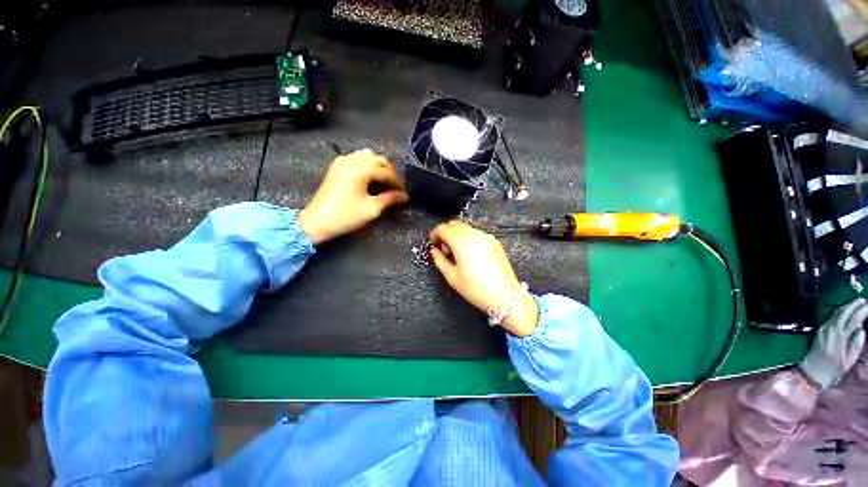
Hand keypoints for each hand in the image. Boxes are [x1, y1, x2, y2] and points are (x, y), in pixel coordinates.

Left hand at [298, 149, 408, 243]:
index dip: (397, 182)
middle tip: (395, 187)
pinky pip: (356, 158)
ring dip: (378, 166)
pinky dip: (366, 165)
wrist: (317, 221)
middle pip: (378, 159)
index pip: (386, 171)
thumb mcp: (372, 208)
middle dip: (389, 171)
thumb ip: (390, 199)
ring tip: (383, 181)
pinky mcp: (336, 166)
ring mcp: (342, 162)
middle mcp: (351, 160)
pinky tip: (369, 178)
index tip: (404, 193)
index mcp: (360, 170)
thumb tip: (404, 196)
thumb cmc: (346, 216)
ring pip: (367, 156)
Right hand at [429, 221, 538, 336]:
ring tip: (457, 254)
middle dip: (445, 233)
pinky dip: (468, 237)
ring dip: (456, 235)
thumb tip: (434, 251)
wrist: (505, 296)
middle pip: (454, 224)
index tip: (433, 243)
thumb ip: (439, 260)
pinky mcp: (494, 242)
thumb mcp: (452, 277)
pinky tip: (469, 253)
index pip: (443, 228)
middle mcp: (475, 235)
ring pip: (465, 227)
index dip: (434, 234)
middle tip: (444, 249)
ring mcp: (486, 237)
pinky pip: (476, 233)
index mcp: (462, 242)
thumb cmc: (476, 289)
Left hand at [800, 298, 867, 388]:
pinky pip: (831, 318)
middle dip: (854, 305)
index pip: (853, 320)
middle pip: (843, 314)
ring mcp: (824, 329)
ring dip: (847, 307)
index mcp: (839, 338)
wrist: (812, 372)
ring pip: (836, 314)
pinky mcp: (820, 331)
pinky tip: (845, 311)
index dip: (861, 311)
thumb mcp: (848, 361)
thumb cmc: (833, 369)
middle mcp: (830, 330)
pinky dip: (840, 313)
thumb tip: (861, 330)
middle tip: (864, 300)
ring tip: (857, 303)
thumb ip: (856, 345)